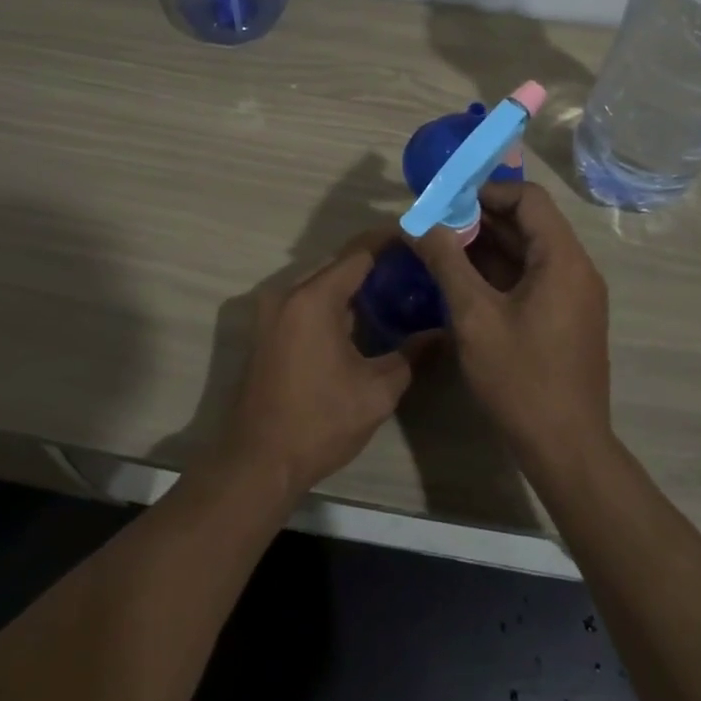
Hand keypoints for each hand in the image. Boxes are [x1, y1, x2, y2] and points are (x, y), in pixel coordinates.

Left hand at [218, 229, 422, 500]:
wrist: (258, 461)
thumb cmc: (320, 423)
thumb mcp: (377, 391)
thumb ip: (411, 355)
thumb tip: (441, 333)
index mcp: (314, 299)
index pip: (359, 253)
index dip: (392, 242)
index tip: (422, 239)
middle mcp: (288, 294)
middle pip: (339, 264)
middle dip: (377, 262)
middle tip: (417, 268)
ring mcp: (273, 312)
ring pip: (322, 283)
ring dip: (355, 283)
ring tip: (399, 289)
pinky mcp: (268, 330)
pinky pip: (307, 301)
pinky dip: (336, 301)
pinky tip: (365, 316)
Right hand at [406, 182, 610, 466]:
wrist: (565, 447)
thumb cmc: (520, 377)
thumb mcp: (474, 316)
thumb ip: (446, 262)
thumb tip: (417, 223)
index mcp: (562, 259)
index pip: (528, 198)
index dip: (485, 191)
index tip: (445, 200)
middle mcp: (575, 269)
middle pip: (529, 223)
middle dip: (479, 218)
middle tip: (433, 222)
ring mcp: (573, 295)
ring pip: (528, 252)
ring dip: (486, 245)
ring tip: (439, 247)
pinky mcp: (565, 318)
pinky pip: (531, 278)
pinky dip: (498, 272)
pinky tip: (461, 280)